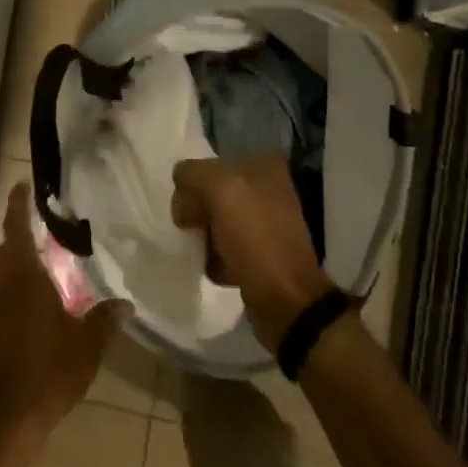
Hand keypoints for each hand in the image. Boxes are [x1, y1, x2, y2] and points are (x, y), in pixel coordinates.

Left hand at [0, 185, 126, 448]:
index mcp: (24, 278)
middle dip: (15, 240)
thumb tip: (125, 304)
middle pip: (2, 252)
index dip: (17, 205)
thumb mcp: (86, 345)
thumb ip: (104, 320)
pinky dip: (7, 298)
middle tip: (36, 237)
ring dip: (10, 271)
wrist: (5, 419)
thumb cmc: (49, 370)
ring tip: (35, 276)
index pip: (16, 229)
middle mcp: (0, 287)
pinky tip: (25, 315)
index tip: (19, 185)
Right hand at [172, 155, 331, 349]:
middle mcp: (268, 188)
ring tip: (203, 252)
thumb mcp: (221, 190)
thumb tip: (182, 195)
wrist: (286, 302)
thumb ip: (193, 175)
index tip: (188, 210)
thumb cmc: (256, 240)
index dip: (193, 185)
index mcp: (263, 166)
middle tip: (191, 231)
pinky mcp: (262, 252)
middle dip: (197, 211)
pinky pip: (225, 246)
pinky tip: (215, 267)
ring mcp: (266, 221)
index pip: (209, 164)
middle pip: (211, 192)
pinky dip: (215, 256)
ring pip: (215, 220)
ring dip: (204, 235)